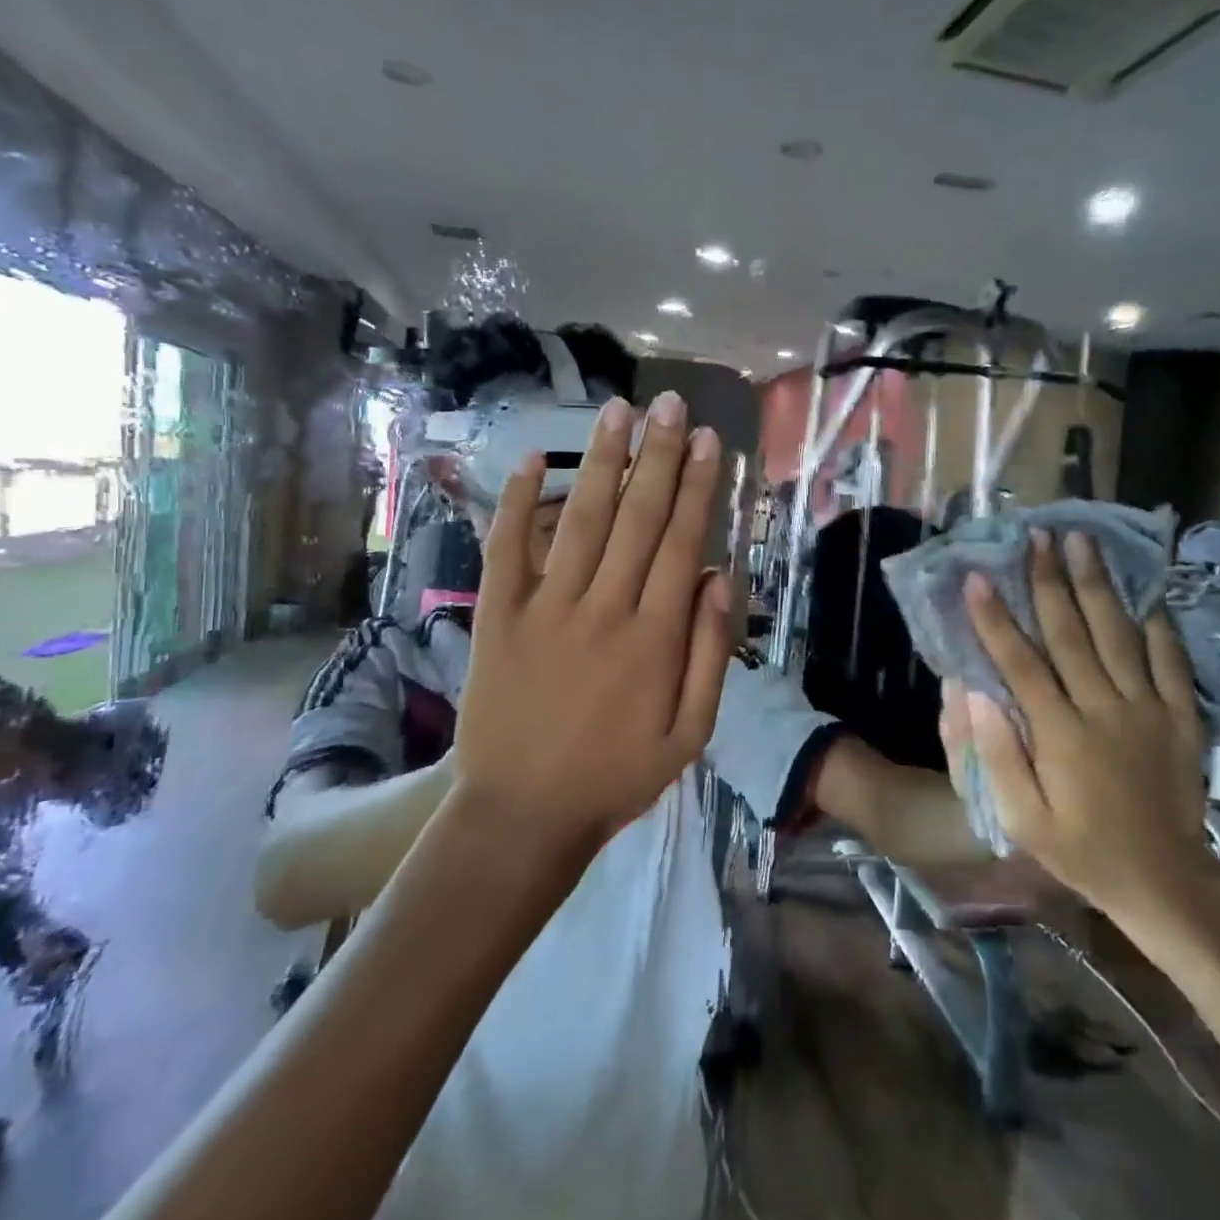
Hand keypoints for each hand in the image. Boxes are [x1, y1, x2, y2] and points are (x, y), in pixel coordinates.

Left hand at [453, 392, 733, 854]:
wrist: (522, 815)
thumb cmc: (615, 777)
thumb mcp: (688, 735)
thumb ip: (709, 656)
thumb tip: (720, 580)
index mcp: (654, 638)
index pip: (682, 543)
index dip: (696, 487)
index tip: (707, 441)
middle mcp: (604, 609)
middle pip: (637, 518)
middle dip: (657, 456)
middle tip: (669, 404)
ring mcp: (546, 609)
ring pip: (581, 520)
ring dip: (602, 462)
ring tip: (618, 412)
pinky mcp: (498, 617)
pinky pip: (507, 550)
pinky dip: (517, 503)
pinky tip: (530, 459)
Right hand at [956, 530, 1216, 917]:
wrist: (1167, 882)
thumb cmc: (1082, 850)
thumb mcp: (1023, 820)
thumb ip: (998, 755)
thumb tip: (977, 692)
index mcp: (1061, 735)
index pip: (1021, 663)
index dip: (996, 618)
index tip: (977, 577)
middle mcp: (1104, 710)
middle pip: (1071, 633)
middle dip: (1049, 581)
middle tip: (1036, 536)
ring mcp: (1148, 709)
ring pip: (1118, 634)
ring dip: (1097, 585)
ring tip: (1082, 542)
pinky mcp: (1180, 716)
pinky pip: (1170, 659)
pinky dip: (1157, 622)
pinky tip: (1144, 590)